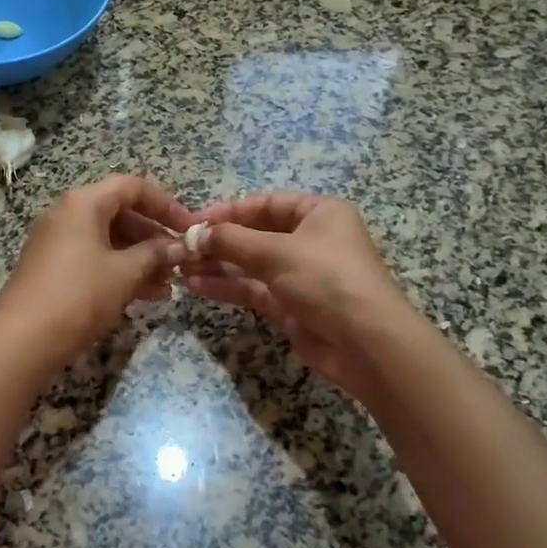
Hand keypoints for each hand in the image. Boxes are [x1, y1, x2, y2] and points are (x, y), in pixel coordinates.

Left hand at [0, 174, 194, 364]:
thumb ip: (156, 254)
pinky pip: (94, 258)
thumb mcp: (125, 273)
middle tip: (180, 258)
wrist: (22, 340)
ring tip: (170, 282)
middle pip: (120, 212)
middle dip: (153, 235)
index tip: (189, 228)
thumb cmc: (78, 295)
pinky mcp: (52, 268)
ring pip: (108, 239)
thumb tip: (180, 247)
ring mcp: (56, 242)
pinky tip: (147, 294)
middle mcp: (67, 214)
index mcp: (83, 203)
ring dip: (140, 257)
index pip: (132, 187)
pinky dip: (120, 269)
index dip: (165, 204)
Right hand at [185, 191, 411, 404]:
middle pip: (255, 234)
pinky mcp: (290, 306)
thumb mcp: (277, 251)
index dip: (229, 210)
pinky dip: (226, 286)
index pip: (266, 203)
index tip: (194, 220)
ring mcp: (299, 275)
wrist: (366, 344)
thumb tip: (194, 234)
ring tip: (180, 266)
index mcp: (319, 213)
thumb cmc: (327, 279)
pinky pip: (252, 289)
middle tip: (182, 245)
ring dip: (217, 264)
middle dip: (219, 240)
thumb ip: (231, 240)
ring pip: (250, 264)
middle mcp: (310, 240)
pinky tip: (196, 285)